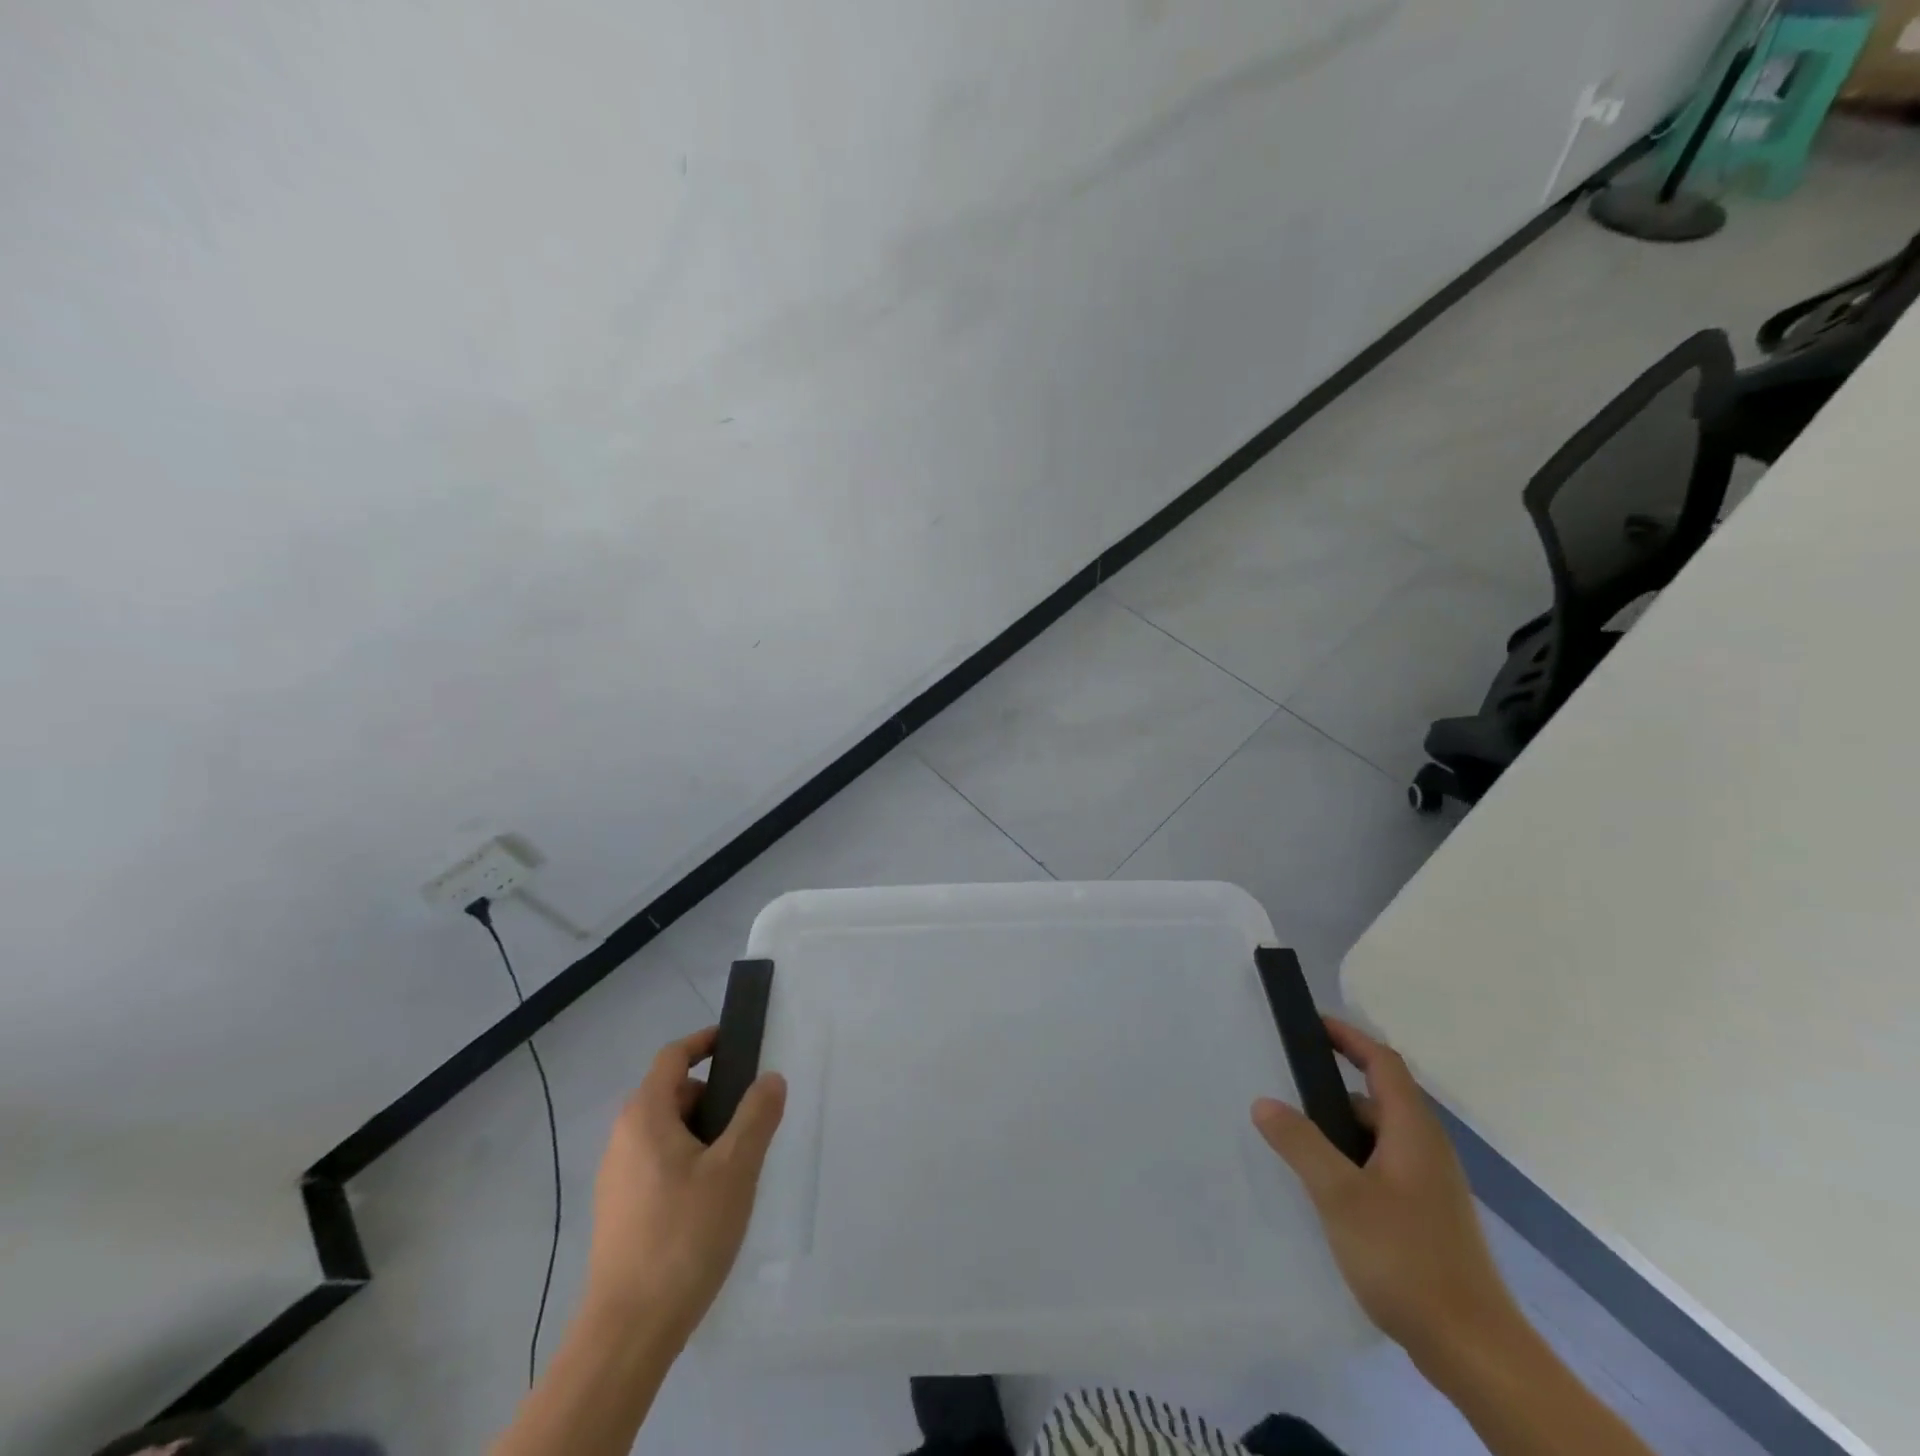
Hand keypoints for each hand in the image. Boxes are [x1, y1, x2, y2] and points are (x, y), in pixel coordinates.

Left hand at [583, 1027, 786, 1345]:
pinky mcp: (618, 1211)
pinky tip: (709, 1200)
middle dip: (711, 1097)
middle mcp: (622, 1138)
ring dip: (701, 1133)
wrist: (629, 1330)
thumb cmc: (684, 1235)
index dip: (704, 1042)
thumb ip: (757, 1116)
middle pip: (670, 1094)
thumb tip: (770, 1078)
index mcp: (645, 1116)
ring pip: (665, 1132)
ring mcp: (615, 1177)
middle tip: (749, 1121)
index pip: (672, 1057)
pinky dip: (686, 1161)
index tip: (735, 1043)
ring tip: (735, 1166)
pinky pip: (656, 1163)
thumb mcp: (735, 1169)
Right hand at [1252, 1018, 1520, 1365]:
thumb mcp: (1340, 1196)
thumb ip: (1300, 1143)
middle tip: (1284, 1087)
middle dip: (1331, 1087)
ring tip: (1293, 1141)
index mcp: (1413, 1131)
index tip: (1310, 1024)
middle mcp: (1427, 1149)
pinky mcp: (1427, 1217)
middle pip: (1378, 1098)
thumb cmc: (1406, 1259)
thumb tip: (1264, 1102)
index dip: (1348, 1037)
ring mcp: (1430, 1186)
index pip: (1382, 1063)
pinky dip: (1351, 1161)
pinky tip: (1325, 1189)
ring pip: (1378, 1137)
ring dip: (1338, 1130)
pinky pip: (1382, 1167)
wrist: (1475, 1352)